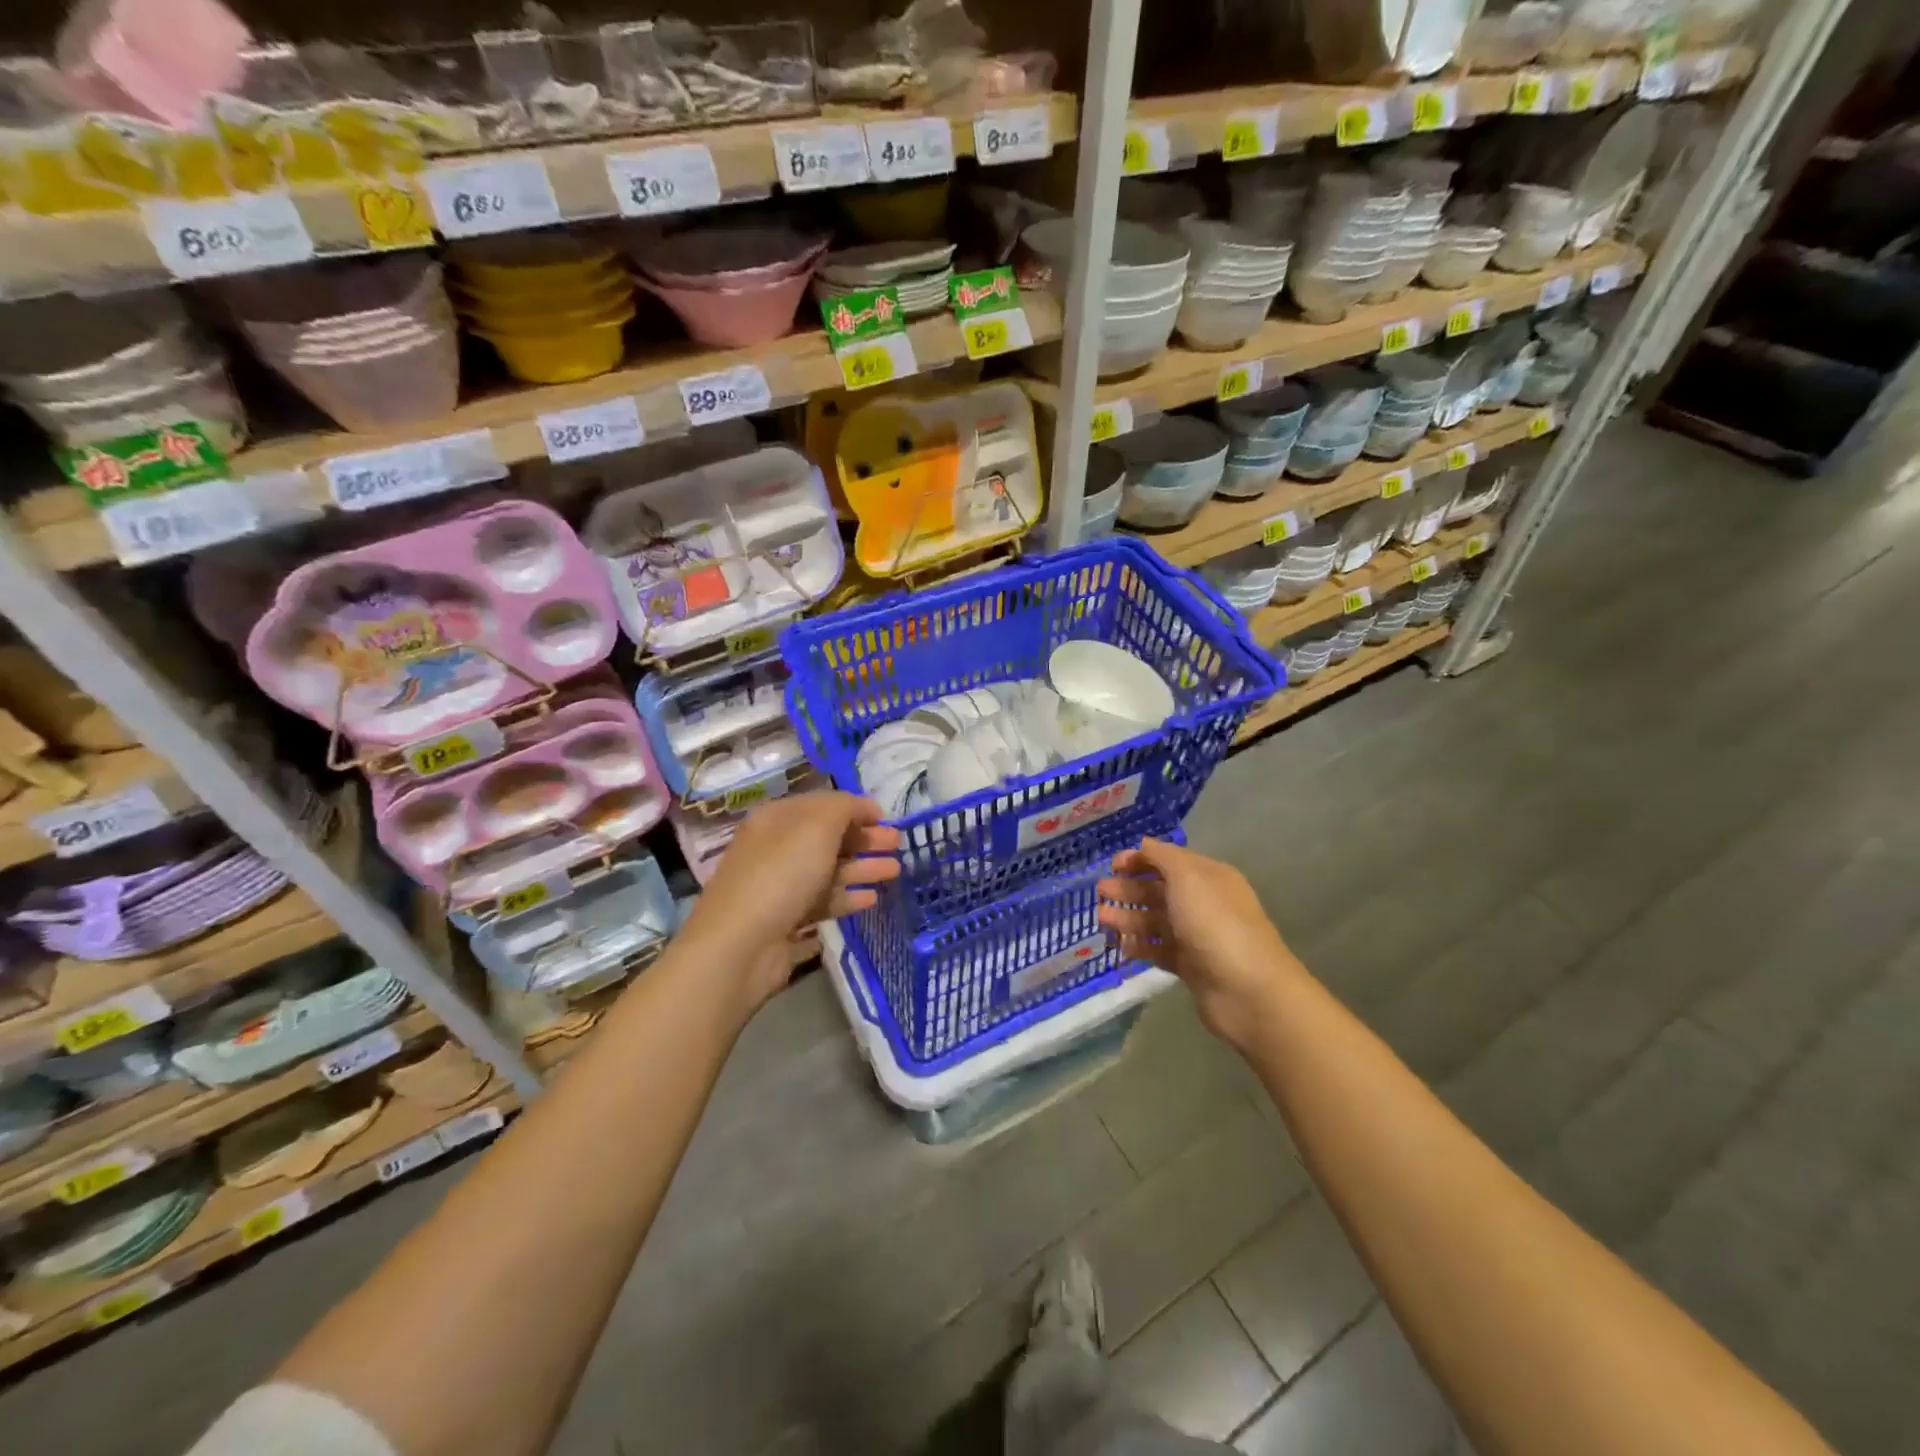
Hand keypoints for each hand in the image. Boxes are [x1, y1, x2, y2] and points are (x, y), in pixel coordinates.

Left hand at [682, 792, 900, 1013]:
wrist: (740, 945)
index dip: (855, 808)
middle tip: (898, 844)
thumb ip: (845, 808)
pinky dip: (848, 897)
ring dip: (863, 867)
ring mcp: (780, 886)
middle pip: (828, 838)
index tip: (886, 818)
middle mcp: (776, 848)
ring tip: (895, 871)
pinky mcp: (786, 921)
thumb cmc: (781, 874)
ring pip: (829, 871)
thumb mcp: (817, 826)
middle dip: (864, 838)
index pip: (821, 805)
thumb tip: (865, 807)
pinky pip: (823, 902)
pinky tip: (872, 899)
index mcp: (776, 819)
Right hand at [1097, 837, 1306, 1049]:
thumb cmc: (1215, 923)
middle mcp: (1203, 903)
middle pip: (1160, 890)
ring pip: (1156, 921)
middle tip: (1100, 892)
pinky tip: (1121, 945)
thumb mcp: (1187, 877)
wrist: (1247, 989)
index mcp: (1208, 877)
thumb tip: (1144, 845)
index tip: (1112, 865)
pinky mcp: (1191, 967)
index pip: (1169, 860)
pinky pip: (1159, 950)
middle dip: (1129, 889)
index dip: (1140, 859)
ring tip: (1102, 919)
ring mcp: (1198, 936)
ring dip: (1128, 917)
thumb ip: (1162, 857)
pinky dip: (1140, 946)